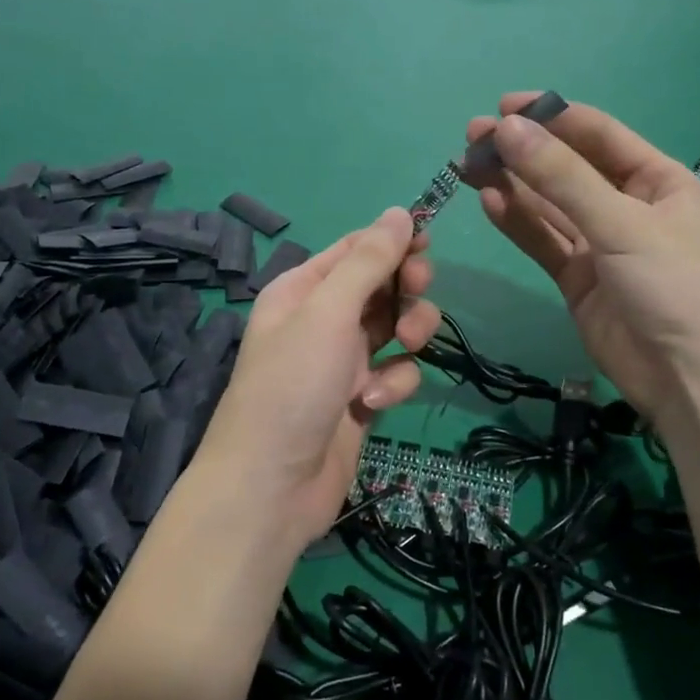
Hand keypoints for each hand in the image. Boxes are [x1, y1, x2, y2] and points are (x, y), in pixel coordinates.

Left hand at [195, 209, 439, 547]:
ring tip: (402, 348)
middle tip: (418, 291)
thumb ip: (368, 261)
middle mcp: (322, 320)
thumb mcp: (327, 313)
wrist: (270, 487)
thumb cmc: (291, 386)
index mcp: (303, 289)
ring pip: (396, 329)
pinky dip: (392, 384)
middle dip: (406, 288)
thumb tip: (401, 212)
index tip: (428, 243)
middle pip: (382, 285)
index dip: (393, 242)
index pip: (356, 248)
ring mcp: (343, 362)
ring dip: (408, 334)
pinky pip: (394, 374)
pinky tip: (371, 402)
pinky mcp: (361, 400)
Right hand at [468, 94, 699, 418]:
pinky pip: (542, 241)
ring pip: (548, 205)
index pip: (597, 134)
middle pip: (566, 168)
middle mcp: (627, 205)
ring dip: (512, 184)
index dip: (551, 116)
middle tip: (473, 136)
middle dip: (523, 151)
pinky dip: (517, 222)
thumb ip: (562, 178)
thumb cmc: (674, 287)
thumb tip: (508, 129)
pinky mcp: (577, 278)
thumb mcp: (622, 225)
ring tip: (468, 164)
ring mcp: (600, 244)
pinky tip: (489, 201)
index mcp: (657, 180)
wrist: (691, 379)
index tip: (503, 107)